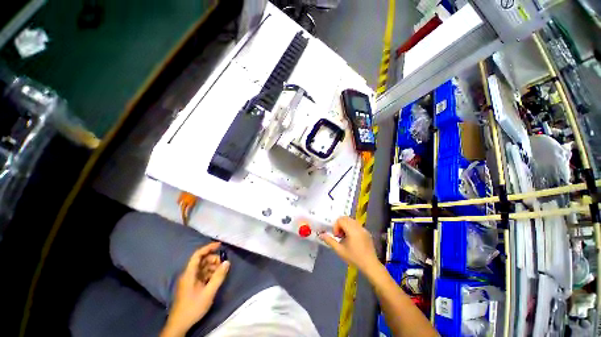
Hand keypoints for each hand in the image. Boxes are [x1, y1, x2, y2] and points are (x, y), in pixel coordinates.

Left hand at [161, 242, 229, 336]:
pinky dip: (210, 273)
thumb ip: (218, 276)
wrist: (179, 325)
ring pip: (202, 268)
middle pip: (201, 260)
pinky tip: (216, 278)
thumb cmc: (193, 307)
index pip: (197, 255)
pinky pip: (202, 275)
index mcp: (189, 274)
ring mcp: (189, 281)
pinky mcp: (191, 286)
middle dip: (213, 259)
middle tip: (223, 264)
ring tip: (221, 272)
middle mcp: (188, 274)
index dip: (208, 248)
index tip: (219, 245)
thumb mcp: (208, 292)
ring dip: (212, 267)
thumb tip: (227, 262)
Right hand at [319, 216, 378, 272]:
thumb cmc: (354, 258)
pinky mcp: (366, 232)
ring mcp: (363, 229)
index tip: (337, 236)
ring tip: (345, 237)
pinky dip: (351, 228)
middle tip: (339, 235)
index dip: (336, 226)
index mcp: (352, 230)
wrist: (370, 265)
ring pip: (351, 220)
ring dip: (345, 225)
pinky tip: (352, 239)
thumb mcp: (340, 250)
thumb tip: (321, 235)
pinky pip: (356, 225)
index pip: (340, 220)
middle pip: (345, 218)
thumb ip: (329, 241)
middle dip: (340, 225)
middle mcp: (358, 226)